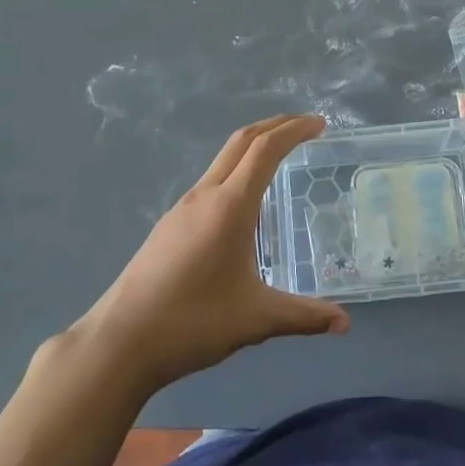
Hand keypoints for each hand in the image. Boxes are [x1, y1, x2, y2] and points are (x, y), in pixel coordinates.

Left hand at [71, 114, 349, 392]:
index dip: (294, 130)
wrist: (119, 341)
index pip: (266, 149)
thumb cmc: (192, 322)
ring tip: (280, 158)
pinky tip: (244, 203)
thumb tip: (344, 324)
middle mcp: (205, 195)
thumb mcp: (256, 319)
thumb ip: (303, 316)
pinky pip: (210, 181)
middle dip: (276, 126)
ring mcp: (182, 207)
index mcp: (230, 206)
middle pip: (242, 141)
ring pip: (223, 160)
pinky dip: (236, 171)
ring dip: (254, 147)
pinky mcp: (170, 224)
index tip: (320, 124)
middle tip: (306, 127)